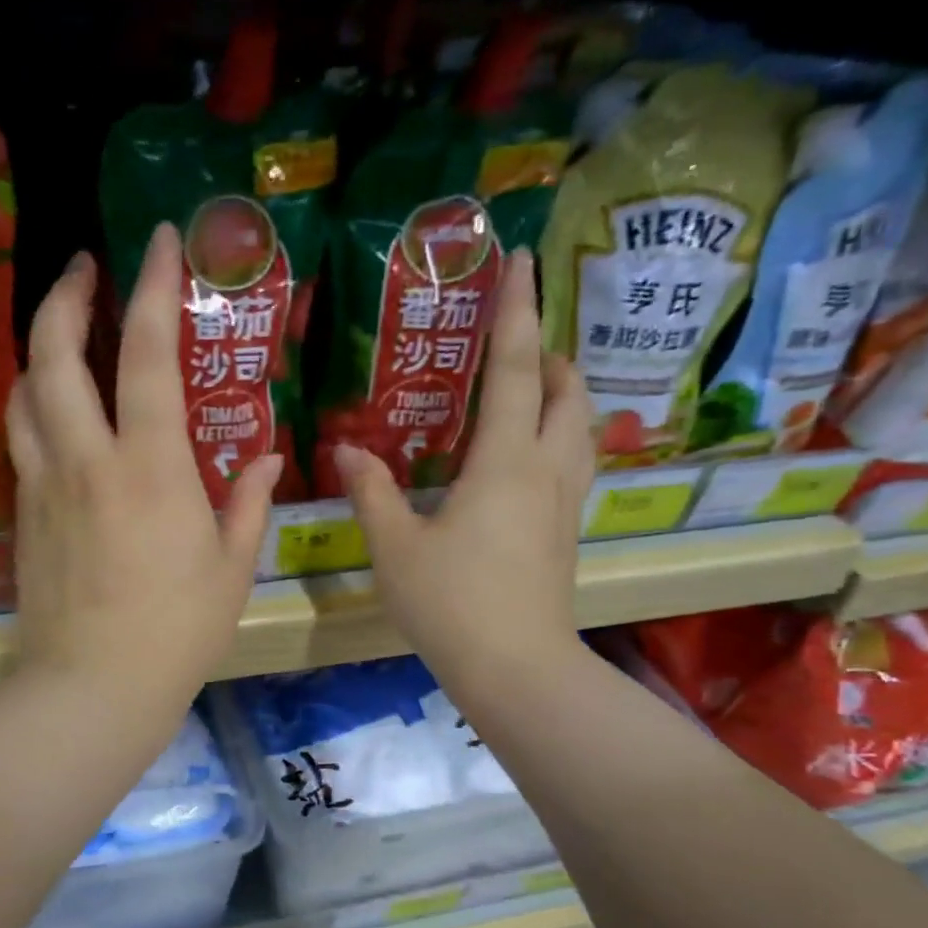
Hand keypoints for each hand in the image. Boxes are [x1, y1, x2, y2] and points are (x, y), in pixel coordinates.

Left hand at [8, 224, 281, 714]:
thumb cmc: (178, 632)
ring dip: (40, 348)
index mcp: (151, 467)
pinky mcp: (23, 515)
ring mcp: (45, 486)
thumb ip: (247, 502)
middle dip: (67, 296)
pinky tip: (52, 409)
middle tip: (85, 267)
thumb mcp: (232, 568)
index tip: (156, 239)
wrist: (94, 686)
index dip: (152, 287)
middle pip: (55, 354)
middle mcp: (87, 460)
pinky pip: (20, 439)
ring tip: (63, 333)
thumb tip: (266, 458)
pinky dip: (33, 405)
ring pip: (23, 392)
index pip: (148, 354)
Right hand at [334, 249, 593, 687]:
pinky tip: (527, 457)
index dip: (516, 311)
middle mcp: (546, 470)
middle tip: (514, 346)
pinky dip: (559, 436)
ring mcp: (563, 504)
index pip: (515, 368)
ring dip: (562, 394)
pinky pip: (574, 462)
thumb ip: (372, 492)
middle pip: (568, 391)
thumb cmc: (451, 604)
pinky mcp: (565, 533)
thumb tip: (347, 451)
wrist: (515, 668)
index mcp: (504, 462)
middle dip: (549, 353)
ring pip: (581, 427)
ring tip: (527, 391)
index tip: (521, 259)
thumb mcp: (395, 547)